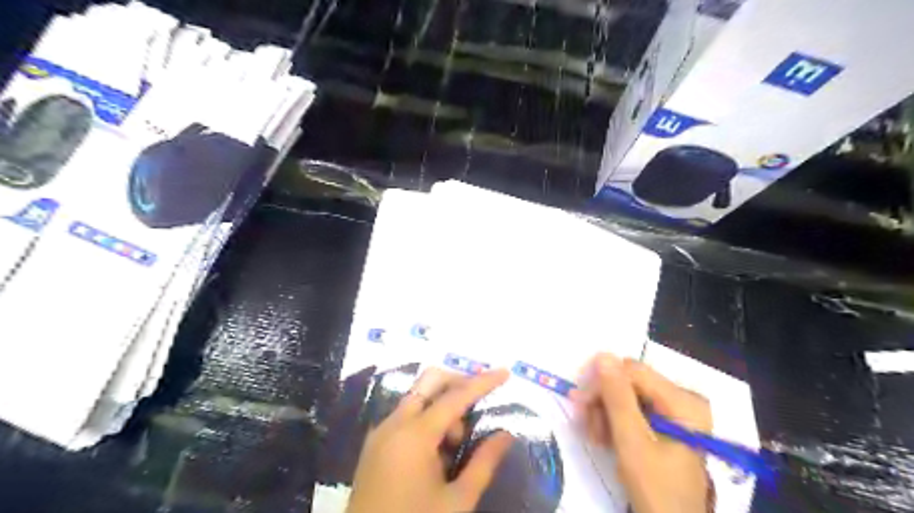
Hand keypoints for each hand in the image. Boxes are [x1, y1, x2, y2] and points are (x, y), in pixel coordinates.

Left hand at [347, 368, 513, 512]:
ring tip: (455, 446)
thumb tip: (506, 434)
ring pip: (417, 398)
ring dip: (442, 407)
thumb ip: (483, 463)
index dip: (483, 382)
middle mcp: (394, 423)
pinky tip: (436, 451)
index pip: (455, 397)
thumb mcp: (457, 502)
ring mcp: (381, 432)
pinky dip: (426, 419)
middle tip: (477, 408)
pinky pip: (405, 415)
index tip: (505, 372)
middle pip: (429, 382)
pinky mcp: (374, 444)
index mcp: (415, 435)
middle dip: (458, 385)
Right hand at [569, 353, 712, 512]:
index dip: (603, 382)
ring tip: (594, 436)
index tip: (579, 401)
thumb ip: (617, 397)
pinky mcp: (664, 425)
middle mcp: (681, 400)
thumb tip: (602, 354)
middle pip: (629, 383)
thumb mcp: (632, 441)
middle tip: (584, 421)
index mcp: (683, 401)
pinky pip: (631, 411)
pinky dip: (613, 422)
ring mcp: (673, 413)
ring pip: (626, 397)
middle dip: (602, 401)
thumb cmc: (656, 487)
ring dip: (604, 413)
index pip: (633, 372)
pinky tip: (603, 437)